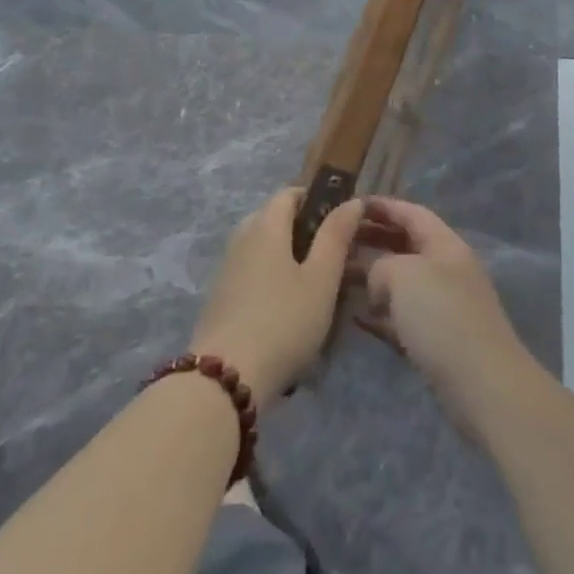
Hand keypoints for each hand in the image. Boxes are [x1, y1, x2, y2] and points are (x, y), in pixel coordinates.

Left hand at [189, 187, 362, 408]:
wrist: (225, 380)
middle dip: (305, 232)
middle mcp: (241, 240)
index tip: (342, 221)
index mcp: (265, 226)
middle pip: (275, 220)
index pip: (290, 193)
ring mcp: (227, 271)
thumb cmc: (283, 322)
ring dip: (290, 260)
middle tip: (334, 258)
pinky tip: (290, 312)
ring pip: (264, 250)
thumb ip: (337, 236)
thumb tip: (352, 200)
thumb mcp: (322, 279)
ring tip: (317, 290)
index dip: (317, 198)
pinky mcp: (221, 300)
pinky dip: (274, 281)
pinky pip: (254, 274)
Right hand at [352, 197, 531, 425]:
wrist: (481, 384)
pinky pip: (401, 317)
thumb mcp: (404, 275)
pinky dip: (379, 313)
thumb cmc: (443, 317)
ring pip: (401, 282)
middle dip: (373, 239)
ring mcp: (442, 306)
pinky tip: (354, 316)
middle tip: (336, 240)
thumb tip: (376, 281)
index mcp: (445, 245)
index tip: (350, 204)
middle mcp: (446, 270)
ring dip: (371, 277)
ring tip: (336, 276)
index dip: (382, 206)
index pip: (412, 213)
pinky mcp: (435, 340)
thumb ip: (380, 265)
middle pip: (405, 245)